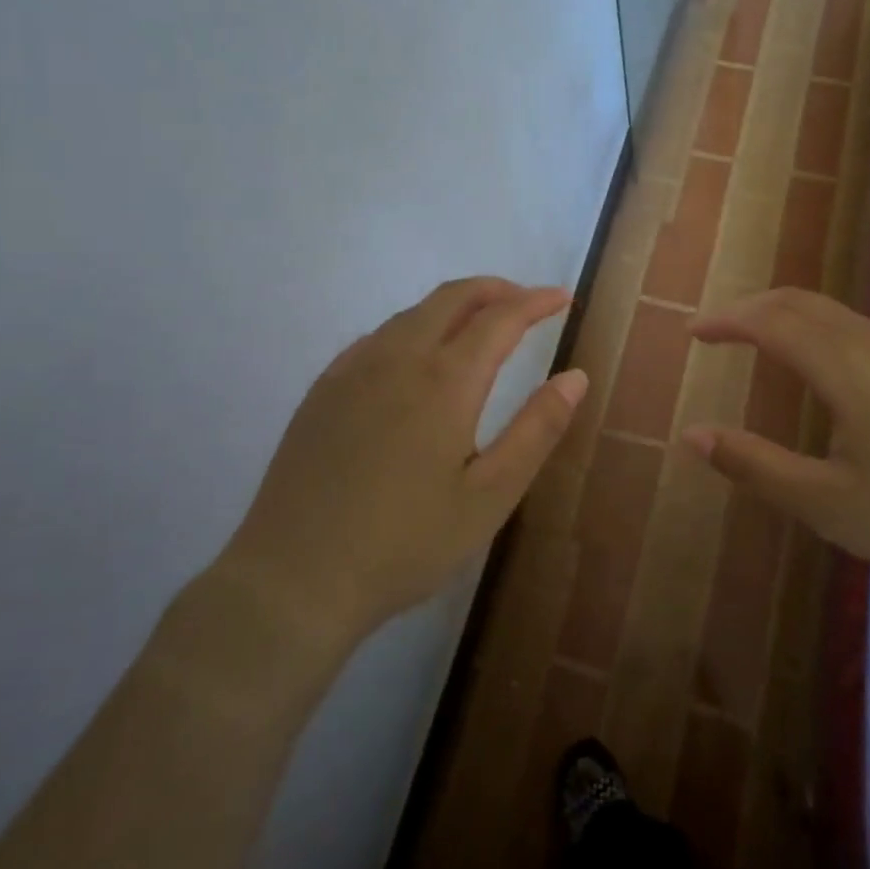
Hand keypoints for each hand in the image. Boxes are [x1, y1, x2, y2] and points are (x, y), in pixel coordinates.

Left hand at [222, 278, 585, 642]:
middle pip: (453, 298)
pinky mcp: (323, 389)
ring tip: (480, 326)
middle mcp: (398, 358)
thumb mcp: (489, 497)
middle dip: (496, 289)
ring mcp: (353, 369)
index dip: (536, 302)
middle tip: (526, 302)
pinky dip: (413, 327)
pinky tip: (416, 357)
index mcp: (445, 381)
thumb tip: (576, 376)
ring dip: (454, 306)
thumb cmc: (405, 544)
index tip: (562, 297)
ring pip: (413, 313)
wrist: (293, 579)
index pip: (500, 318)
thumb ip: (537, 430)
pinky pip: (378, 336)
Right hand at [683, 288, 869, 593]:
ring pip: (832, 312)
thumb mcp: (829, 504)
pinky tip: (824, 369)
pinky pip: (857, 328)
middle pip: (799, 302)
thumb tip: (692, 436)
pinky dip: (817, 329)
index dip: (726, 320)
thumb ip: (756, 467)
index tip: (692, 331)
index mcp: (844, 366)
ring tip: (760, 341)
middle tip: (718, 330)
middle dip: (751, 308)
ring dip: (786, 315)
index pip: (769, 321)